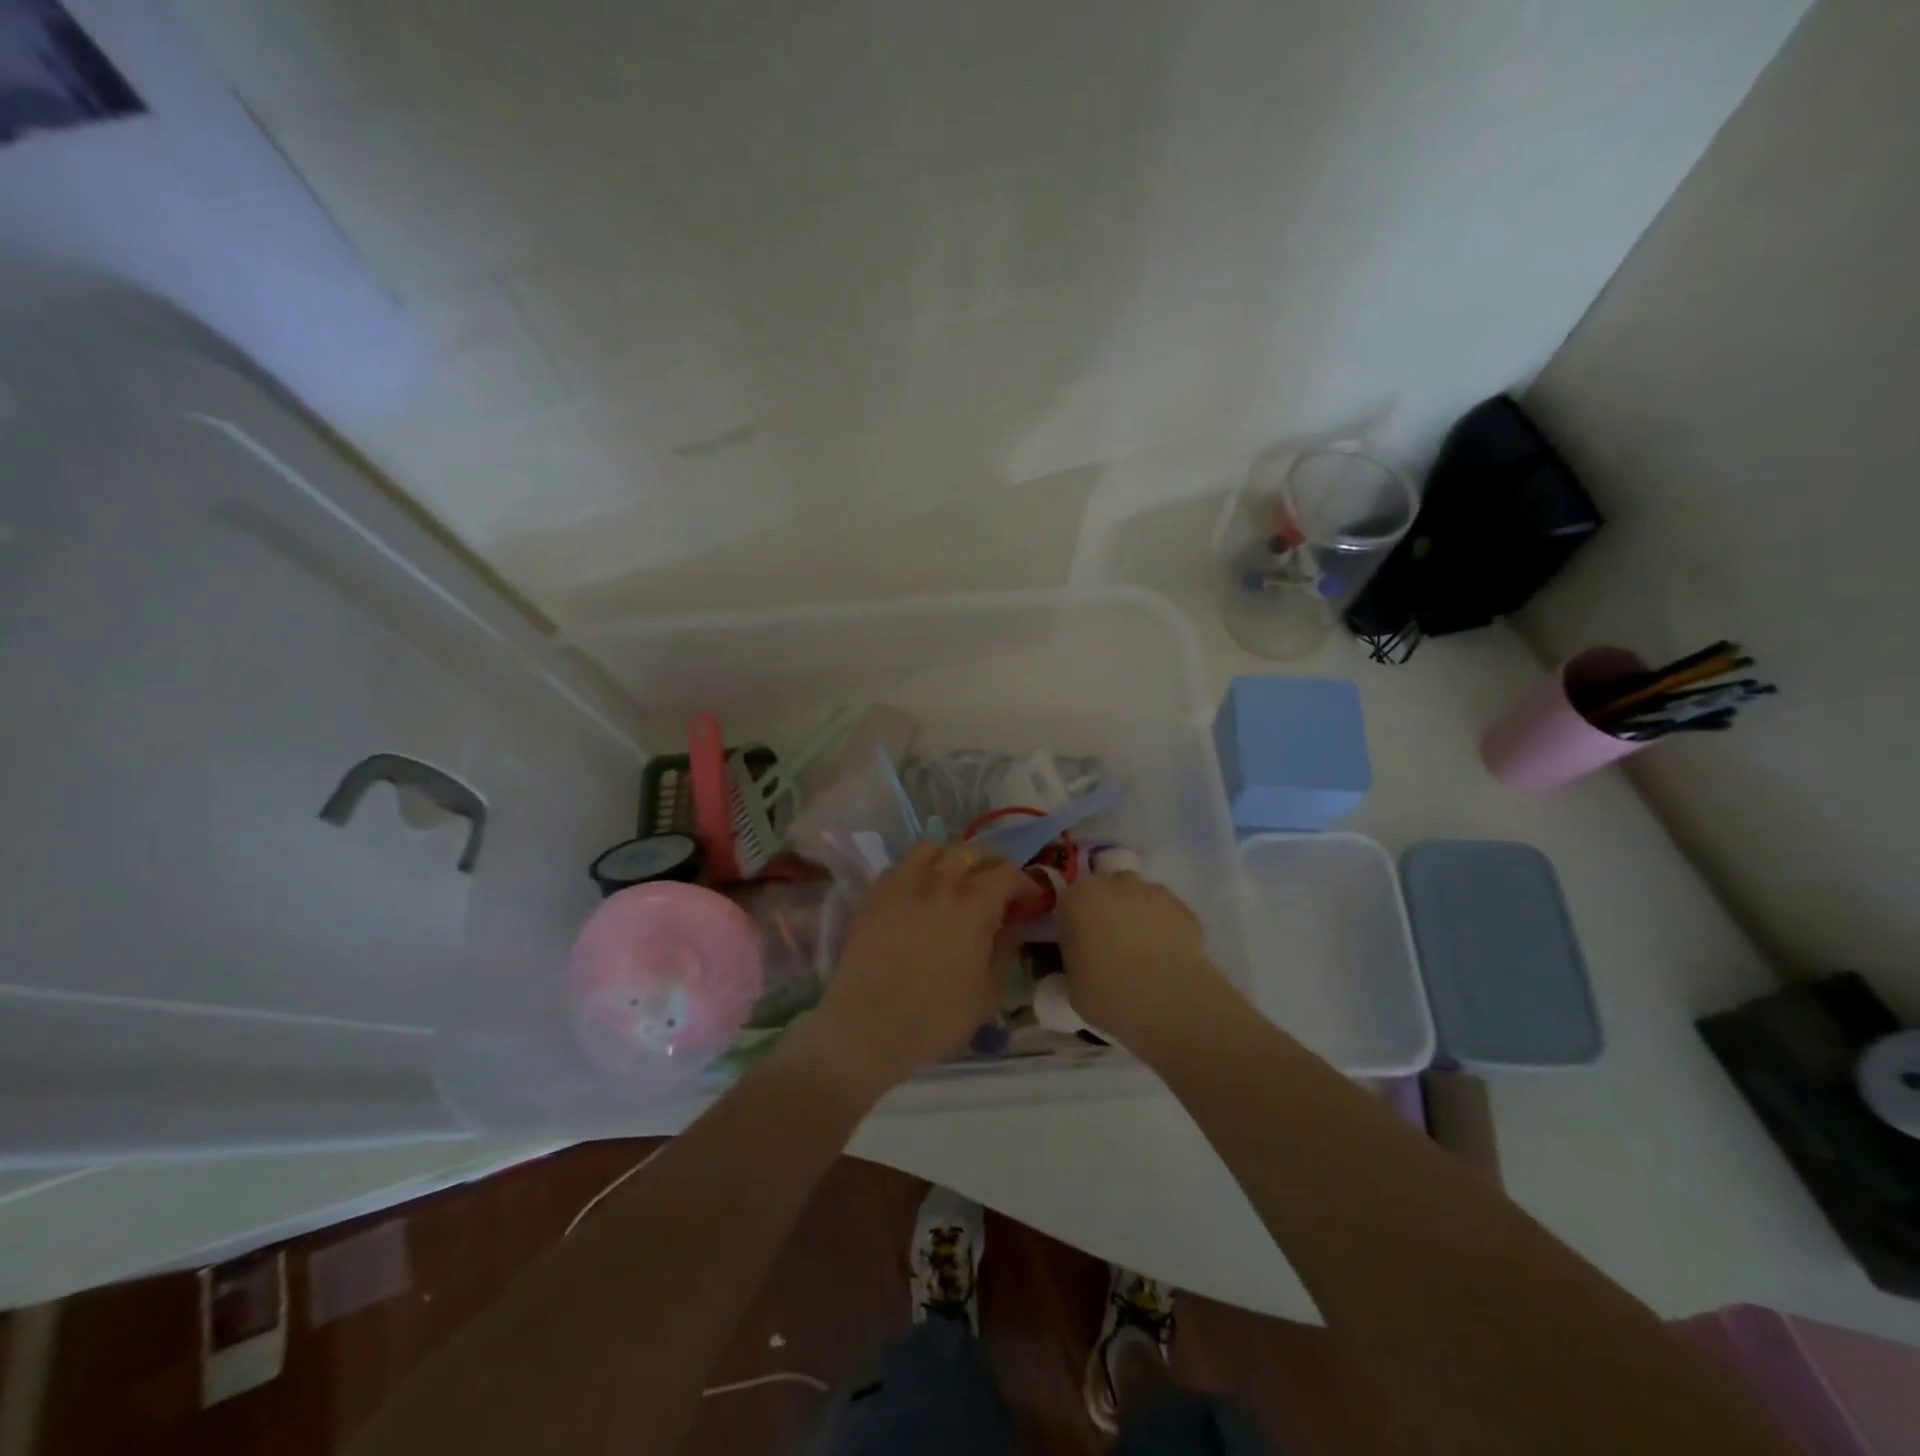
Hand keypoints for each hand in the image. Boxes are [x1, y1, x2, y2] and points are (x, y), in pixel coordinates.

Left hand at [810, 842, 1028, 1094]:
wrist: (867, 1025)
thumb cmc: (936, 1016)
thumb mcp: (988, 993)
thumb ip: (1006, 950)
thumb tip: (1015, 924)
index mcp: (973, 904)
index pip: (1007, 873)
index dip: (1025, 883)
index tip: (1031, 899)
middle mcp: (939, 882)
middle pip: (972, 851)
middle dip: (993, 863)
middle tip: (999, 885)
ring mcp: (903, 884)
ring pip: (933, 847)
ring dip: (952, 857)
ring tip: (956, 878)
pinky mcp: (875, 894)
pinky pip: (901, 865)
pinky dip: (918, 869)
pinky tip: (920, 890)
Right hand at [1057, 872, 1231, 1055]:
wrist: (1168, 999)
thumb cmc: (1108, 993)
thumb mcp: (1073, 986)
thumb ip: (1075, 962)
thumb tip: (1083, 962)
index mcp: (1079, 899)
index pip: (1071, 900)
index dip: (1077, 922)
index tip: (1081, 946)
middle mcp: (1114, 885)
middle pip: (1108, 889)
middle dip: (1109, 910)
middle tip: (1111, 945)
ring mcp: (1152, 892)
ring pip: (1140, 897)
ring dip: (1138, 915)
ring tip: (1144, 952)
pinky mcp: (1183, 907)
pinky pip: (1167, 913)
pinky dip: (1165, 927)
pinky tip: (1168, 956)